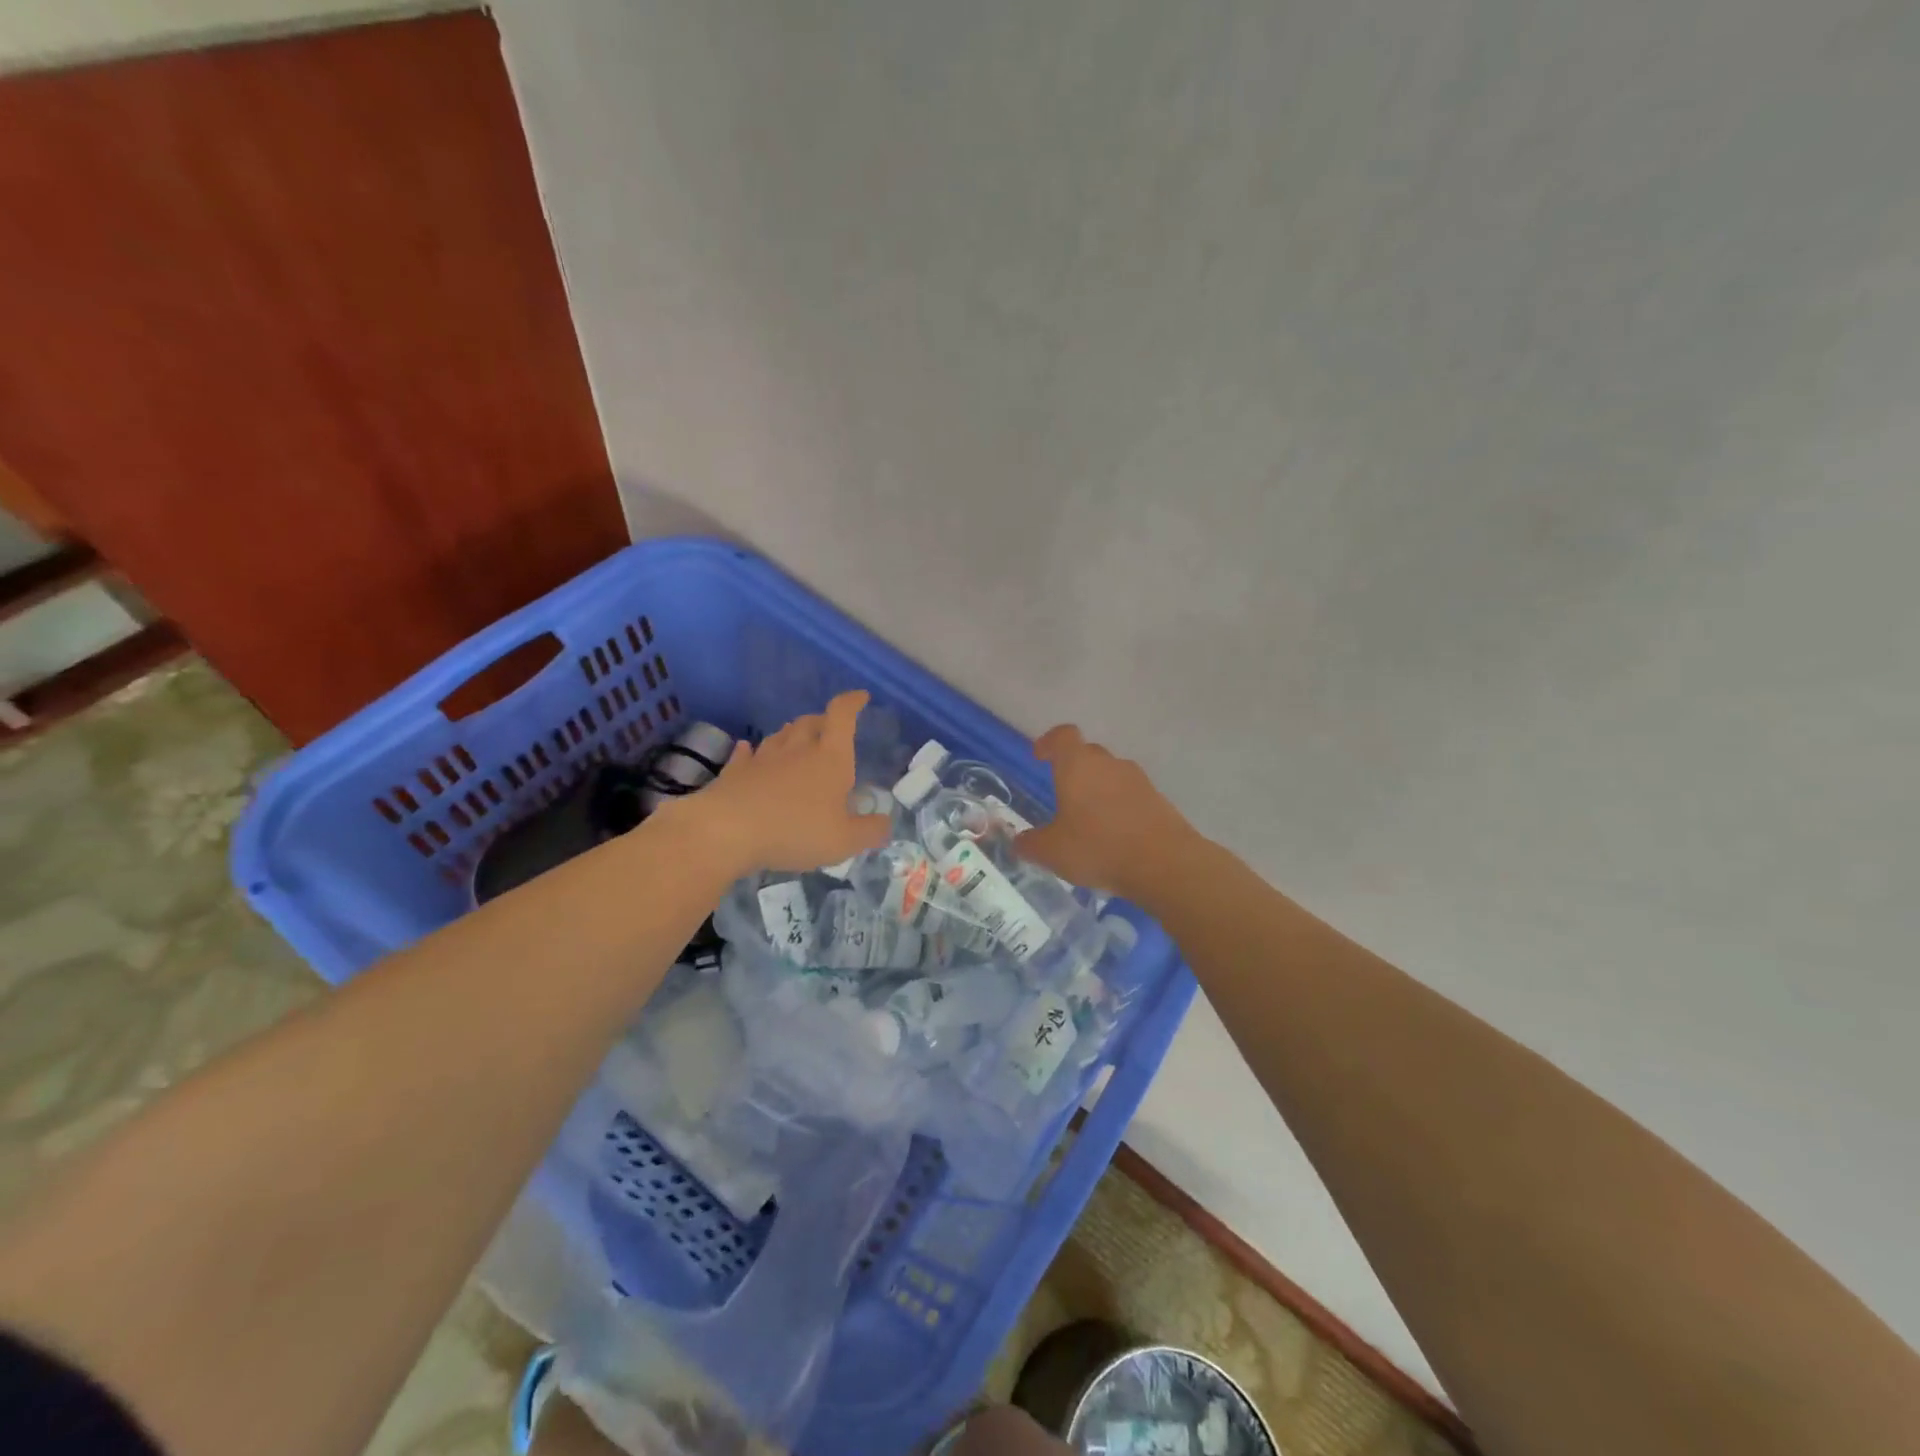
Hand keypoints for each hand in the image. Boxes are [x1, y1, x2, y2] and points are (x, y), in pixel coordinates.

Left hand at [673, 691, 891, 875]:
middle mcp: (797, 749)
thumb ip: (869, 831)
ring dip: (792, 735)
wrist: (727, 831)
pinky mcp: (735, 772)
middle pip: (811, 722)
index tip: (861, 697)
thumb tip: (886, 823)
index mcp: (830, 758)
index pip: (842, 716)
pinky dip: (752, 752)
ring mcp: (763, 758)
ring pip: (781, 735)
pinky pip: (747, 754)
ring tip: (798, 743)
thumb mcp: (844, 841)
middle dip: (823, 721)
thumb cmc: (795, 830)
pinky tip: (750, 753)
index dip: (852, 702)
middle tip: (830, 730)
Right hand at [1015, 725, 1195, 899]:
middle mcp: (1109, 764)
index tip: (1040, 756)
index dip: (1049, 742)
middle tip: (1063, 794)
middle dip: (1074, 769)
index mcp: (1078, 766)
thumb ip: (1030, 844)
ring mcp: (1138, 781)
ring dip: (1098, 790)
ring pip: (1111, 775)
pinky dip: (1119, 808)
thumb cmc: (1098, 847)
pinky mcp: (1159, 801)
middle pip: (1088, 754)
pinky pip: (1131, 796)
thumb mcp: (1051, 851)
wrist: (1164, 864)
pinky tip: (1114, 836)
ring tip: (1088, 820)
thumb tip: (1019, 842)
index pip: (1063, 736)